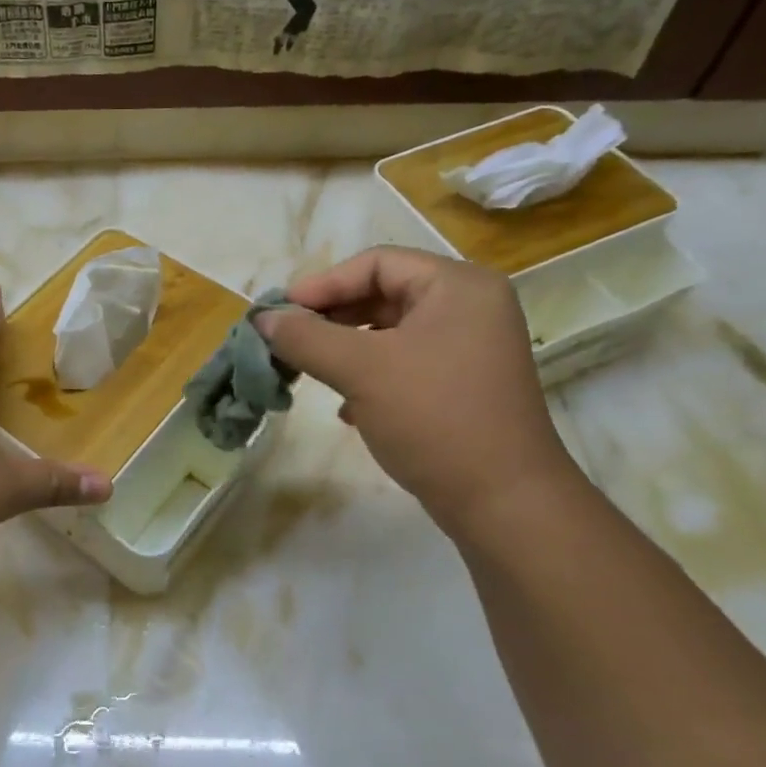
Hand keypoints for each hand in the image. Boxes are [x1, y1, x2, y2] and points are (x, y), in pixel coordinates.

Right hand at [256, 247, 577, 528]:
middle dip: (330, 318)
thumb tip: (261, 319)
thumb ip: (306, 337)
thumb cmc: (433, 417)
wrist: (503, 503)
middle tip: (287, 340)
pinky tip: (345, 409)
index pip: (377, 263)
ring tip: (308, 370)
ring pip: (390, 333)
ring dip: (344, 349)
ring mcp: (469, 349)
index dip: (323, 284)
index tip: (280, 312)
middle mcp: (469, 308)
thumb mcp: (360, 370)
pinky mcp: (462, 387)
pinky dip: (368, 376)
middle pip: (383, 294)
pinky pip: (403, 364)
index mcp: (458, 286)